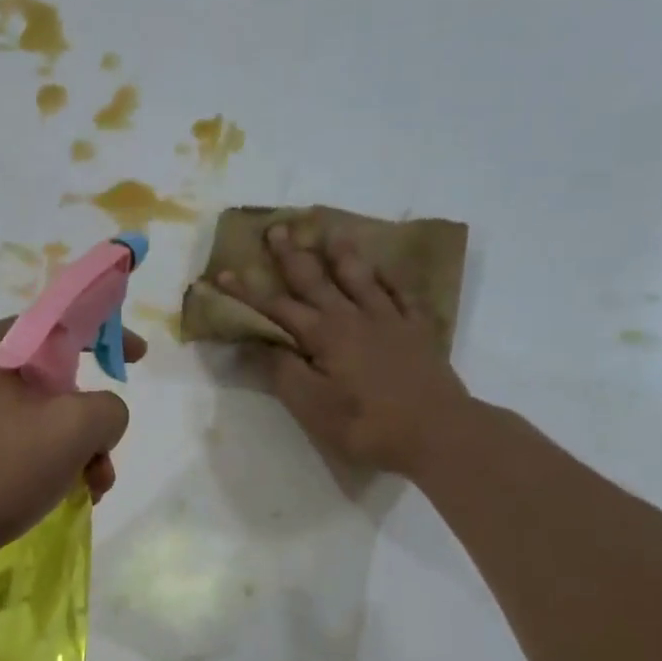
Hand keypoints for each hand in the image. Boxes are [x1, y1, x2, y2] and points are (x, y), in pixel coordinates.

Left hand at [0, 319, 147, 580]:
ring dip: (67, 453)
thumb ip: (107, 410)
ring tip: (84, 494)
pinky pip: (4, 448)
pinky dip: (34, 468)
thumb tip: (101, 415)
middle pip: (52, 382)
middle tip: (104, 463)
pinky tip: (43, 502)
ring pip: (31, 421)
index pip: (62, 320)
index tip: (138, 359)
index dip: (108, 332)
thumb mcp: (67, 432)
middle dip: (89, 423)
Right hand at [218, 225, 471, 477]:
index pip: (277, 308)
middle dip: (292, 256)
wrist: (437, 432)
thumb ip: (281, 371)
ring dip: (342, 255)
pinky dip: (388, 279)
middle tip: (277, 228)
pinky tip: (383, 271)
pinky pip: (401, 294)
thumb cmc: (366, 425)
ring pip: (360, 278)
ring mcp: (389, 321)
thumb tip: (253, 342)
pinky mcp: (418, 331)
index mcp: (323, 335)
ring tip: (331, 232)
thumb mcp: (312, 406)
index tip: (223, 273)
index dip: (247, 292)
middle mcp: (353, 317)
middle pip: (316, 280)